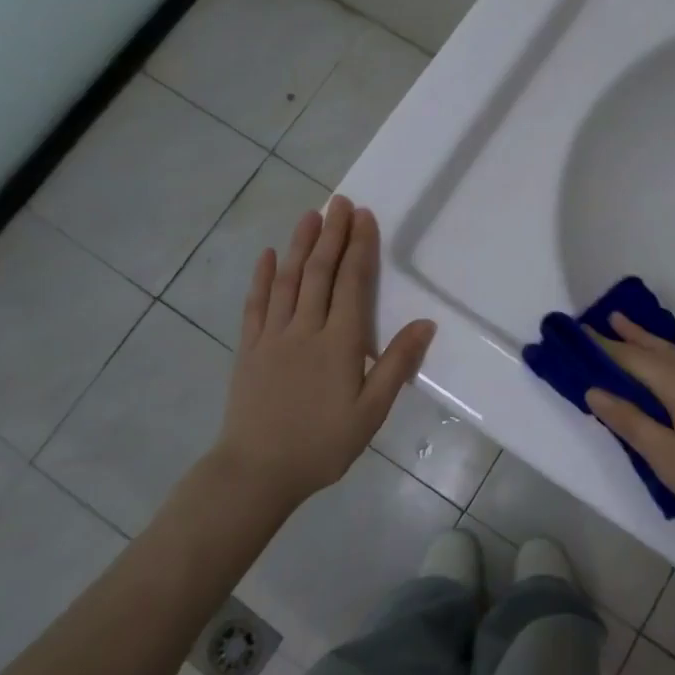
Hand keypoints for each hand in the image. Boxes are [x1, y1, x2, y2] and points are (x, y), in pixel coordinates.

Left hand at [215, 195, 434, 506]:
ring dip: (301, 245)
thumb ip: (396, 364)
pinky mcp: (249, 348)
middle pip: (320, 272)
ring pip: (289, 280)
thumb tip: (425, 323)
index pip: (352, 283)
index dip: (359, 247)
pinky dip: (263, 277)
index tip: (364, 217)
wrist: (257, 472)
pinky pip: (256, 304)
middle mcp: (305, 329)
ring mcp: (273, 336)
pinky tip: (268, 255)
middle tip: (340, 201)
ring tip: (311, 215)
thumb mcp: (371, 412)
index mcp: (339, 343)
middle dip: (332, 234)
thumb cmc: (322, 444)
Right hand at [585, 314, 674, 549]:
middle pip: (653, 349)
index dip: (601, 347)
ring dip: (649, 335)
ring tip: (623, 319)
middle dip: (621, 336)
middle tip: (591, 322)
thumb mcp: (672, 462)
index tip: (574, 334)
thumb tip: (594, 390)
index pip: (631, 360)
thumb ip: (632, 424)